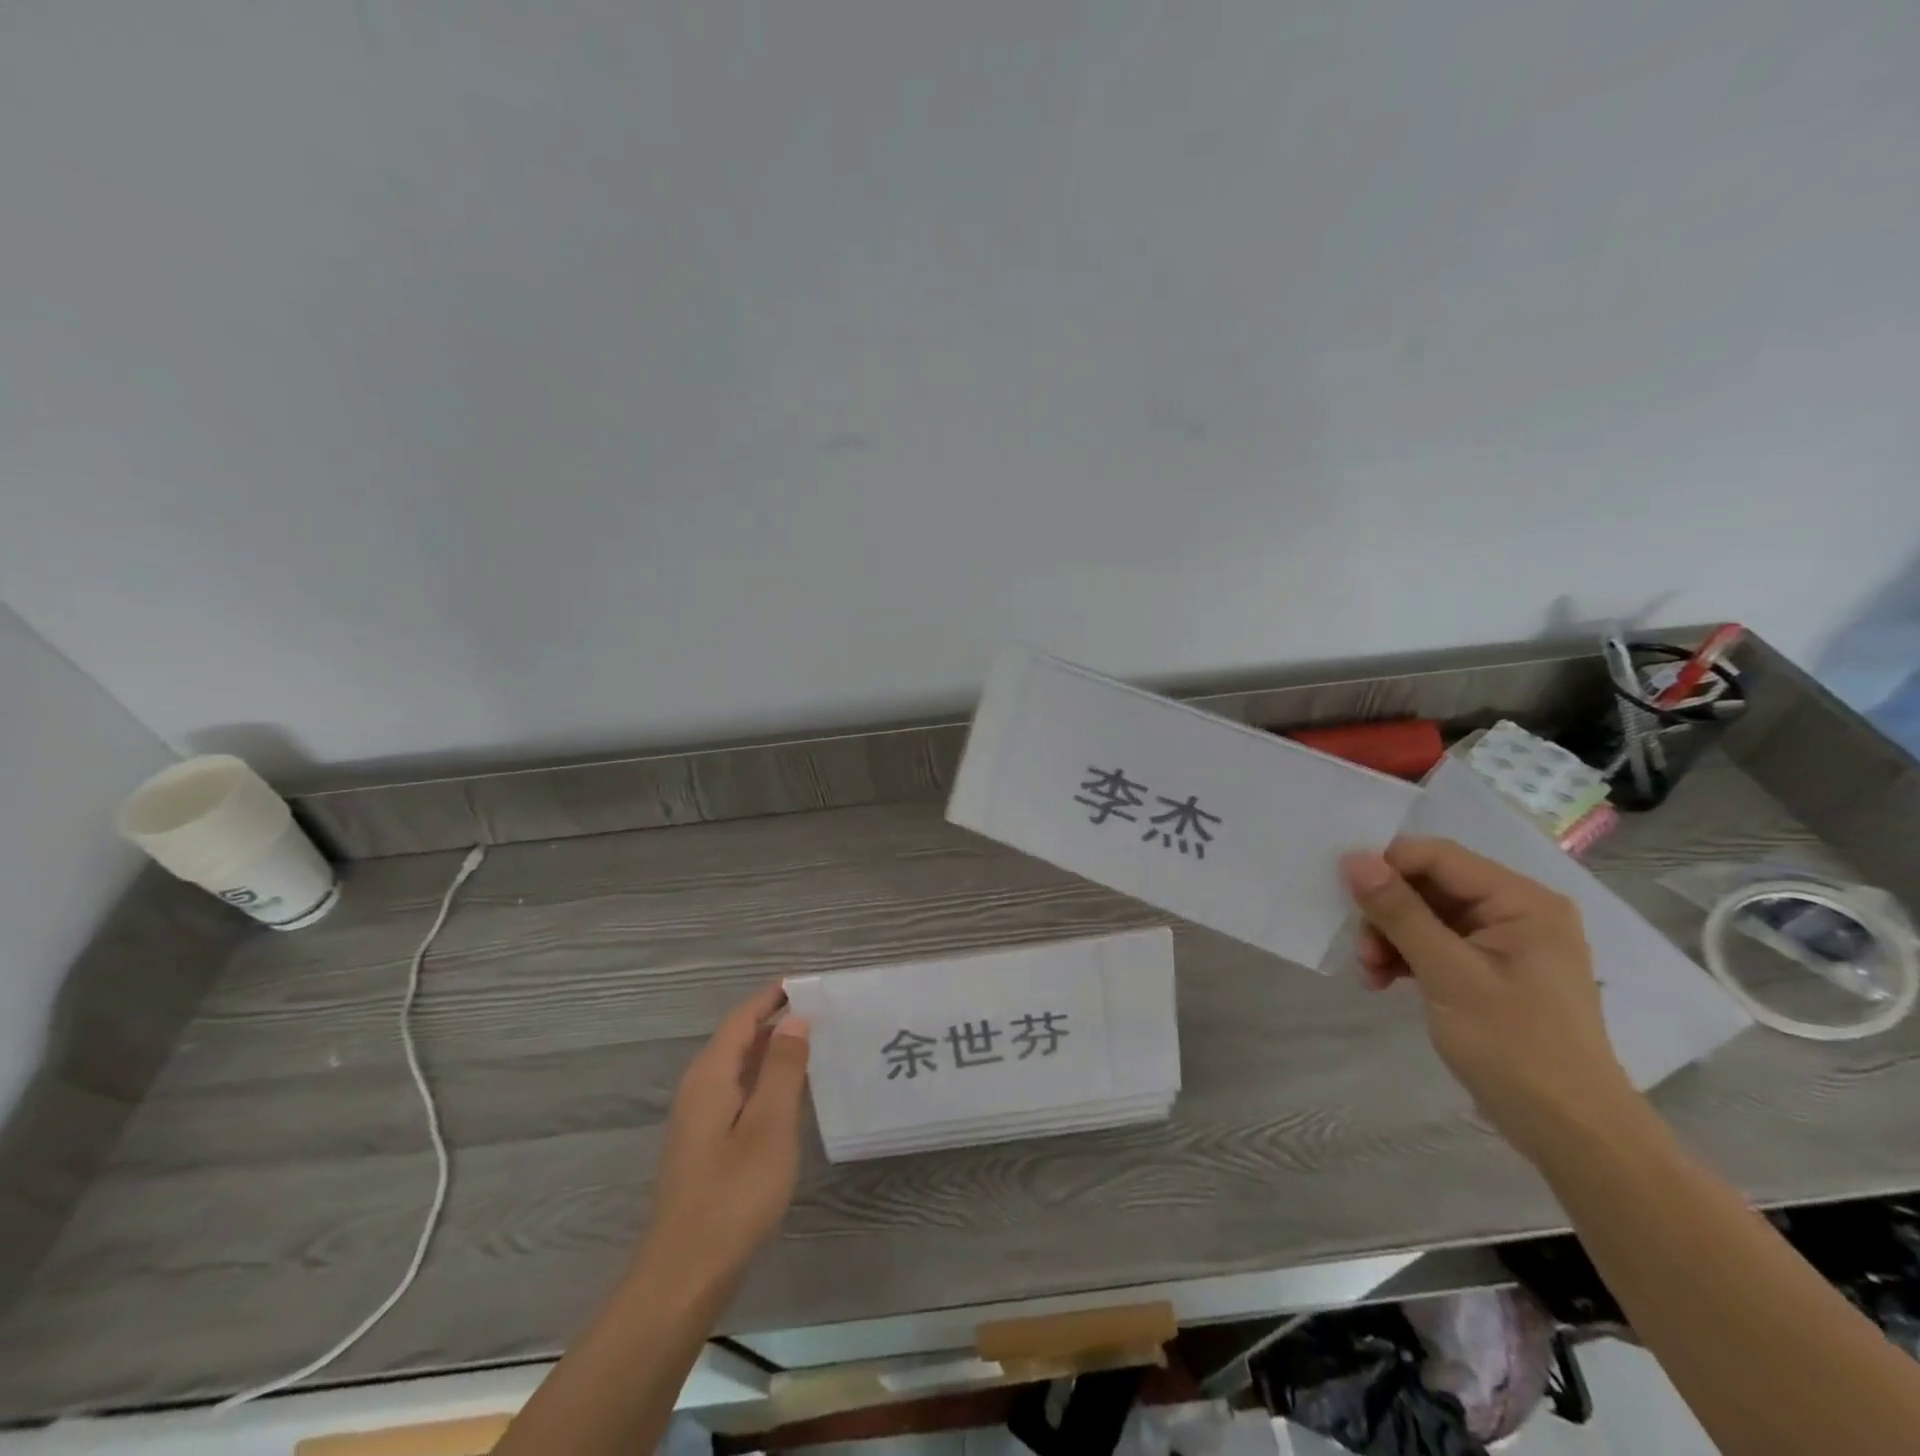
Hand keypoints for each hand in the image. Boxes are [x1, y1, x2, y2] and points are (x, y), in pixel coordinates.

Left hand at [639, 985, 810, 1287]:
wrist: (685, 1274)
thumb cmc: (733, 1194)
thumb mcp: (770, 1126)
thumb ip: (783, 1068)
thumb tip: (795, 1019)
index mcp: (710, 1076)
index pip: (742, 1018)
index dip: (773, 996)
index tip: (807, 981)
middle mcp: (699, 1088)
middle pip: (739, 1038)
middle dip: (776, 1020)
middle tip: (822, 1011)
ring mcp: (699, 1118)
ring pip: (739, 1067)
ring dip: (773, 1051)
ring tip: (816, 1043)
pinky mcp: (706, 1145)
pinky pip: (739, 1093)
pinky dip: (766, 1080)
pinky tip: (792, 1093)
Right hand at [1340, 837, 1636, 1153]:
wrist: (1570, 1133)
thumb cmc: (1515, 1047)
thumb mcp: (1448, 974)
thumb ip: (1400, 912)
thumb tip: (1353, 859)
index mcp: (1521, 901)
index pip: (1438, 857)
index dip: (1386, 867)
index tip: (1345, 897)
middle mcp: (1515, 911)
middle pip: (1428, 885)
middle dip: (1386, 912)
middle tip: (1361, 950)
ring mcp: (1503, 942)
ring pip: (1424, 915)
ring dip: (1389, 937)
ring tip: (1369, 972)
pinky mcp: (1489, 969)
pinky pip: (1434, 943)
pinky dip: (1404, 957)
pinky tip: (1382, 981)